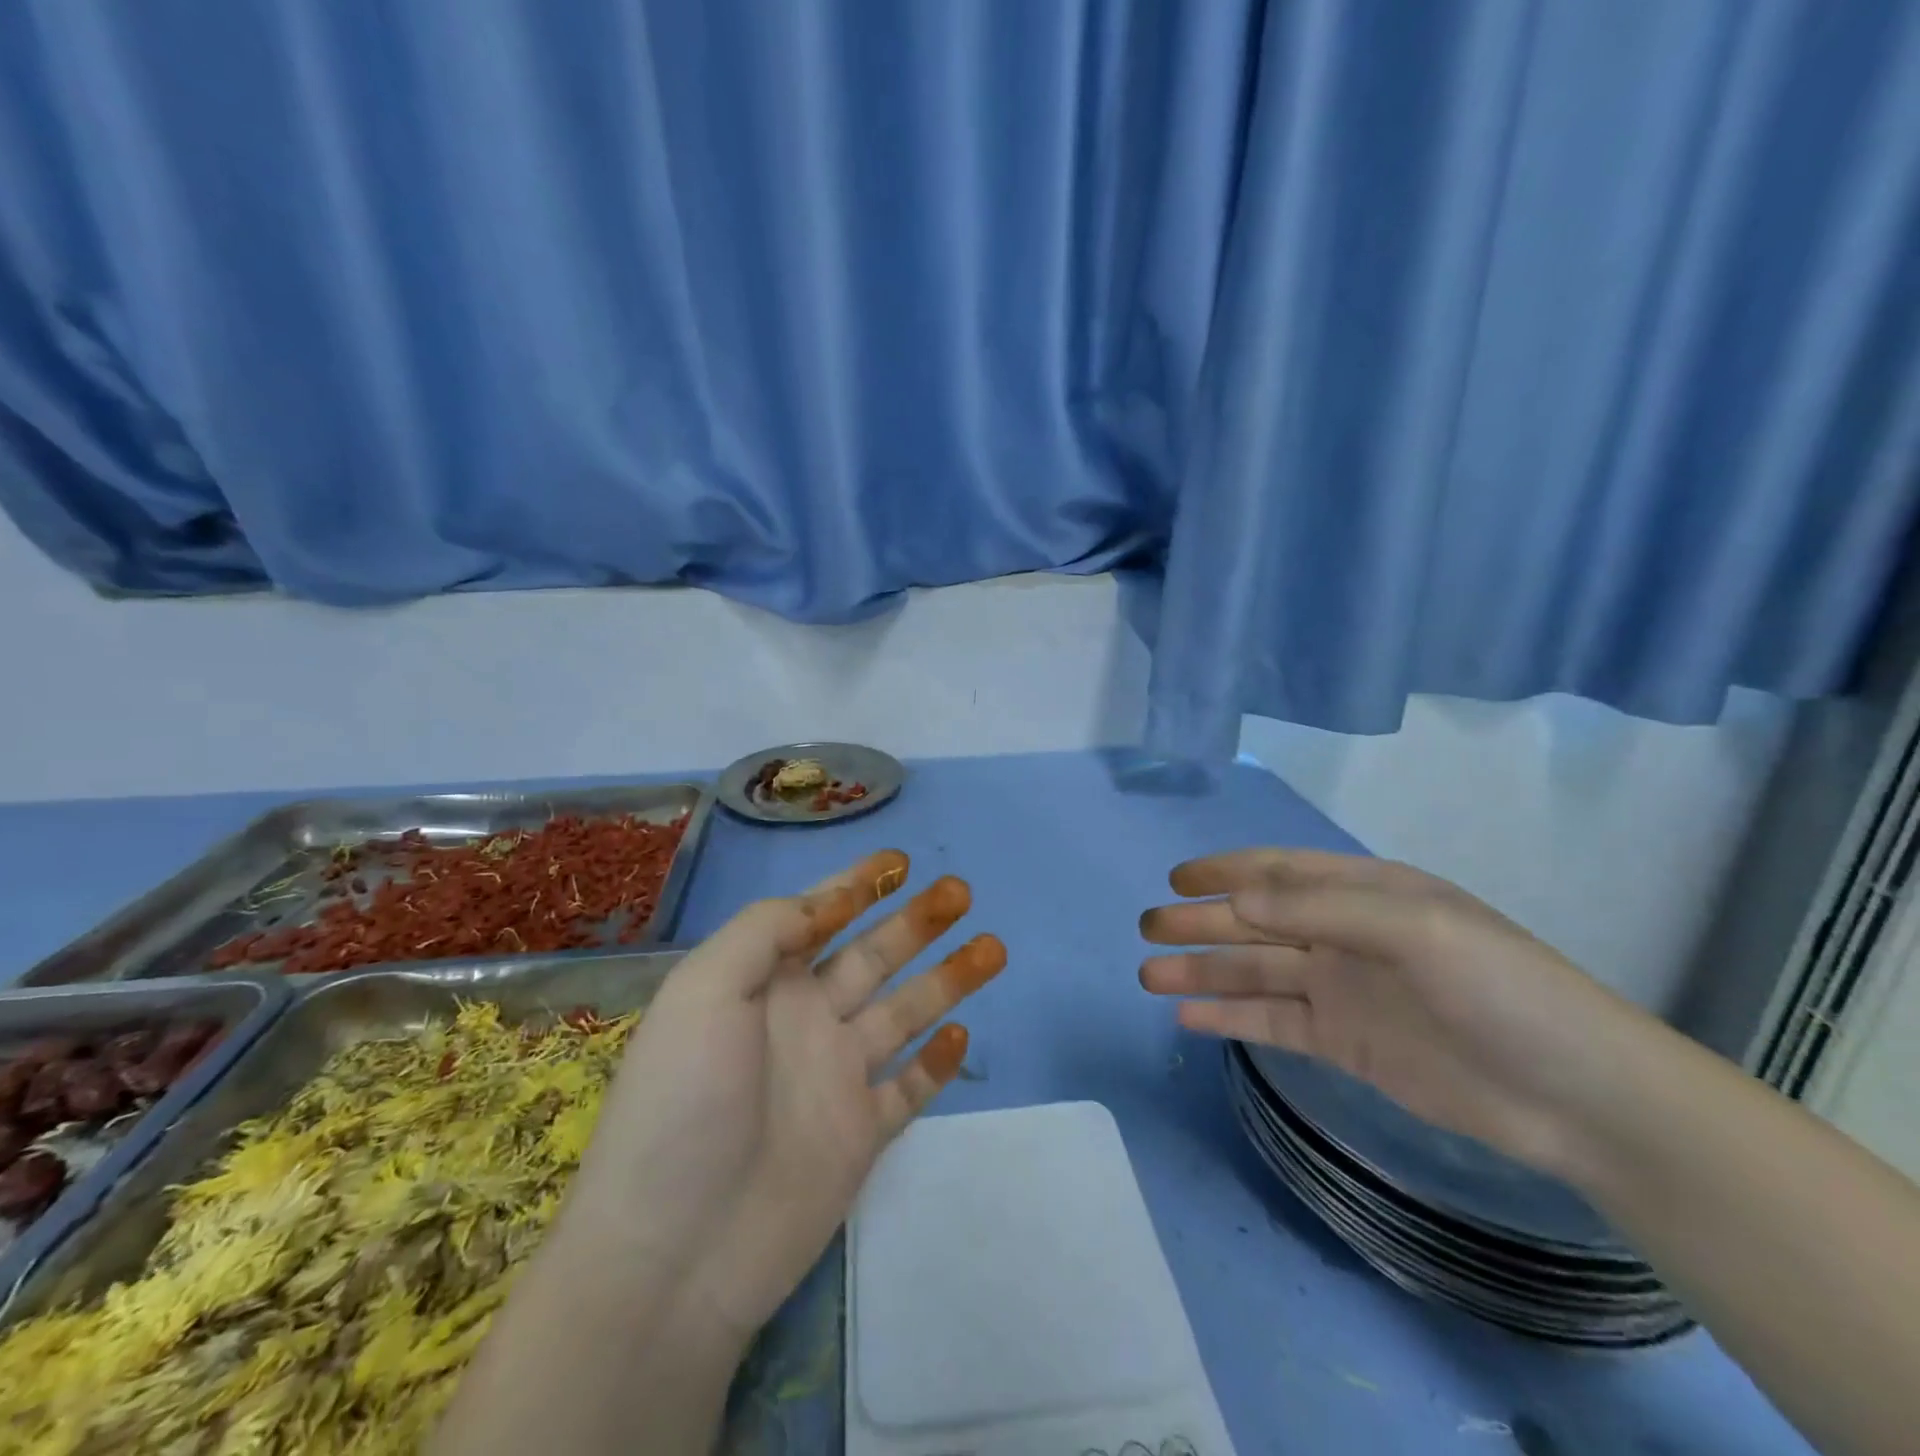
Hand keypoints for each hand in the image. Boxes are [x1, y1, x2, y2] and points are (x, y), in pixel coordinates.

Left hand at [569, 849, 1006, 1339]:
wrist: (675, 1251)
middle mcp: (805, 1020)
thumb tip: (824, 903)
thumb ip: (764, 932)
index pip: (818, 918)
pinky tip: (961, 1034)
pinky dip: (936, 1064)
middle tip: (960, 891)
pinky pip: (908, 1089)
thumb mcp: (704, 990)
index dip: (855, 885)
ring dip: (947, 978)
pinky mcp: (860, 1134)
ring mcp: (836, 1077)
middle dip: (916, 921)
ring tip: (992, 945)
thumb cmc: (683, 1102)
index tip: (897, 861)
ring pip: (905, 1012)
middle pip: (873, 955)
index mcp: (764, 984)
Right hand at [1138, 848, 1655, 1177]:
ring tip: (1148, 977)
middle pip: (1255, 923)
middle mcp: (1345, 936)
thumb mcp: (1417, 929)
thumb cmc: (1504, 990)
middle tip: (1144, 928)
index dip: (1225, 871)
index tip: (1175, 879)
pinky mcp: (1343, 1044)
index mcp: (1365, 894)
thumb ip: (1322, 908)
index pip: (1279, 872)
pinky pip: (1272, 1023)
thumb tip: (1236, 898)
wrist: (1580, 1099)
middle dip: (1199, 922)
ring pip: (1254, 973)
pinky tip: (1188, 1017)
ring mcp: (1342, 992)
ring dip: (1201, 971)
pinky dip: (1230, 1017)